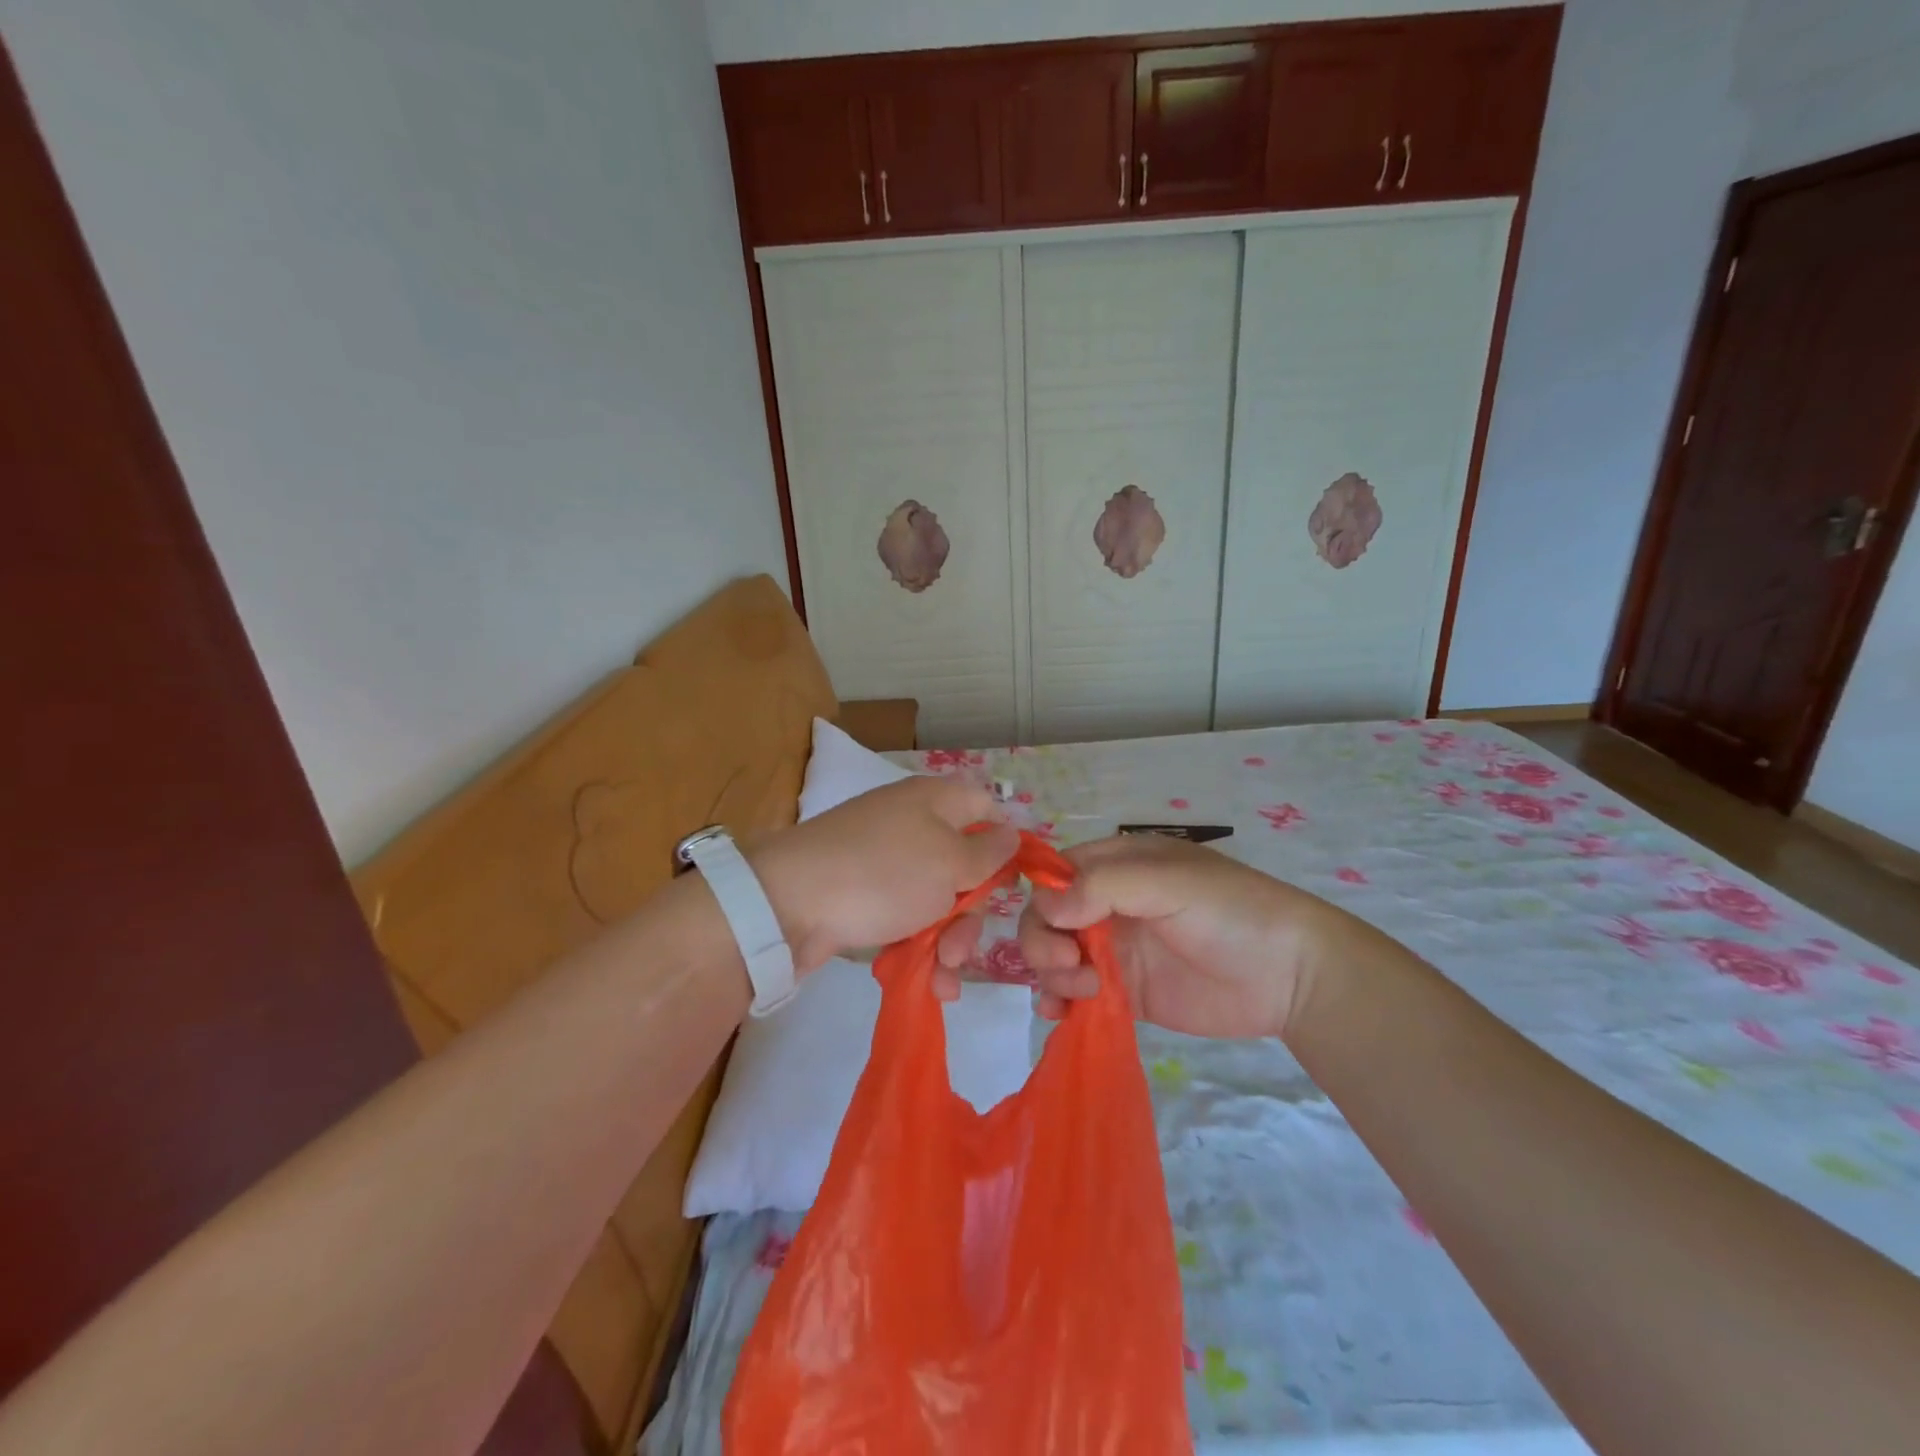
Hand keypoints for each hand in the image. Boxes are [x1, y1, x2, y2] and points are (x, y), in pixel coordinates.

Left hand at [750, 776, 1017, 975]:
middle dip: (971, 912)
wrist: (788, 904)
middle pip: (964, 863)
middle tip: (961, 947)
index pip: (986, 806)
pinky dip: (919, 946)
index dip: (1006, 840)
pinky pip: (905, 916)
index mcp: (935, 801)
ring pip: (936, 898)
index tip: (1016, 882)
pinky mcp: (863, 894)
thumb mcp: (949, 862)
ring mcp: (884, 860)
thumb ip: (988, 851)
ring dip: (949, 940)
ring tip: (942, 975)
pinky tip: (929, 981)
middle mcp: (912, 823)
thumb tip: (1011, 832)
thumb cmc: (884, 874)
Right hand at [1017, 834, 1354, 1039]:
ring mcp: (1116, 949)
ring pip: (1055, 956)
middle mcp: (1109, 904)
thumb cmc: (1231, 912)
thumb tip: (1045, 906)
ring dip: (1051, 974)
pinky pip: (1076, 994)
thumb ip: (1104, 887)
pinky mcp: (1126, 992)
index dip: (1045, 898)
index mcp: (1118, 865)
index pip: (1056, 874)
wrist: (1291, 977)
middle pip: (1047, 917)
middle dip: (1044, 942)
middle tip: (1071, 965)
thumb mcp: (1168, 883)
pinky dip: (1059, 1002)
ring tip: (1083, 992)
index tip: (1061, 926)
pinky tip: (1061, 1014)